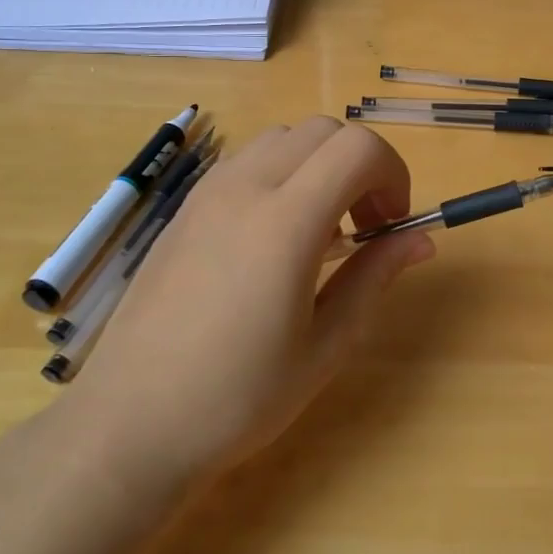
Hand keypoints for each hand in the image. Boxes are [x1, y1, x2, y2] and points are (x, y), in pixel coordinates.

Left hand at [63, 118, 432, 485]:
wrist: (131, 423)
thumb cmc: (237, 397)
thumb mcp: (325, 346)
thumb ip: (375, 277)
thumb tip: (421, 239)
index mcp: (284, 223)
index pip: (358, 148)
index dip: (393, 173)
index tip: (393, 223)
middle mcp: (244, 188)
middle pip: (323, 130)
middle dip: (361, 165)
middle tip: (366, 226)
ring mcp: (207, 193)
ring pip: (283, 137)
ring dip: (319, 165)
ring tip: (320, 230)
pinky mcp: (184, 208)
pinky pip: (247, 160)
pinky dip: (281, 173)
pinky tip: (273, 237)